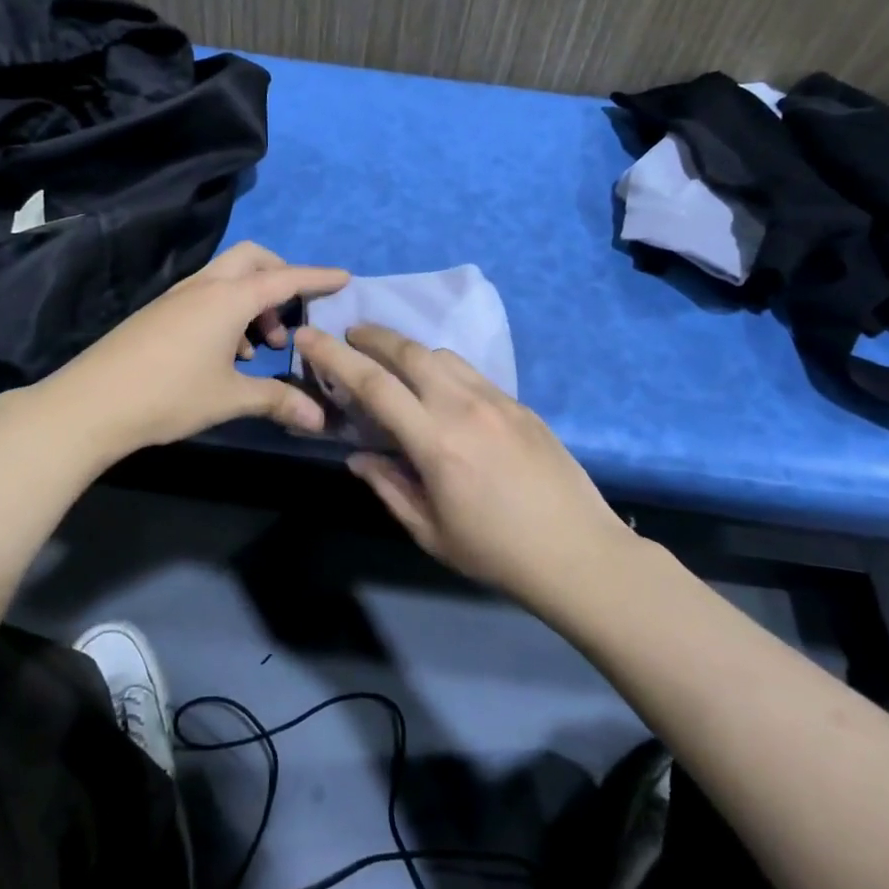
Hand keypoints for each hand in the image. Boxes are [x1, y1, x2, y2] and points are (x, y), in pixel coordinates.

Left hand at [41, 242, 348, 458]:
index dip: (317, 277)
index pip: (285, 278)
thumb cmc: (170, 395)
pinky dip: (228, 311)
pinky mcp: (160, 312)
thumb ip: (277, 401)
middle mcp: (205, 286)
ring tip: (260, 347)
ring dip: (253, 300)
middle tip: (292, 315)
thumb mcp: (230, 398)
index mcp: (229, 299)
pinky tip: (227, 353)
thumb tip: (318, 418)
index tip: (344, 277)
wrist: (91, 403)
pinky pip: (206, 295)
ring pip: (227, 278)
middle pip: (252, 259)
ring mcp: (178, 297)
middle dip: (280, 276)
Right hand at [295, 324, 629, 600]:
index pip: (374, 384)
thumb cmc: (496, 552)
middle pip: (409, 352)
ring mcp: (497, 400)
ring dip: (409, 350)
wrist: (578, 551)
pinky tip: (439, 389)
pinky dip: (442, 368)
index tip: (310, 337)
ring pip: (443, 355)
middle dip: (372, 336)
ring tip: (391, 362)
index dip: (335, 356)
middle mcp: (464, 407)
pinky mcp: (520, 404)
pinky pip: (471, 372)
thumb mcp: (430, 531)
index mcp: (435, 441)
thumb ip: (389, 487)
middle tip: (349, 336)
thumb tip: (358, 455)